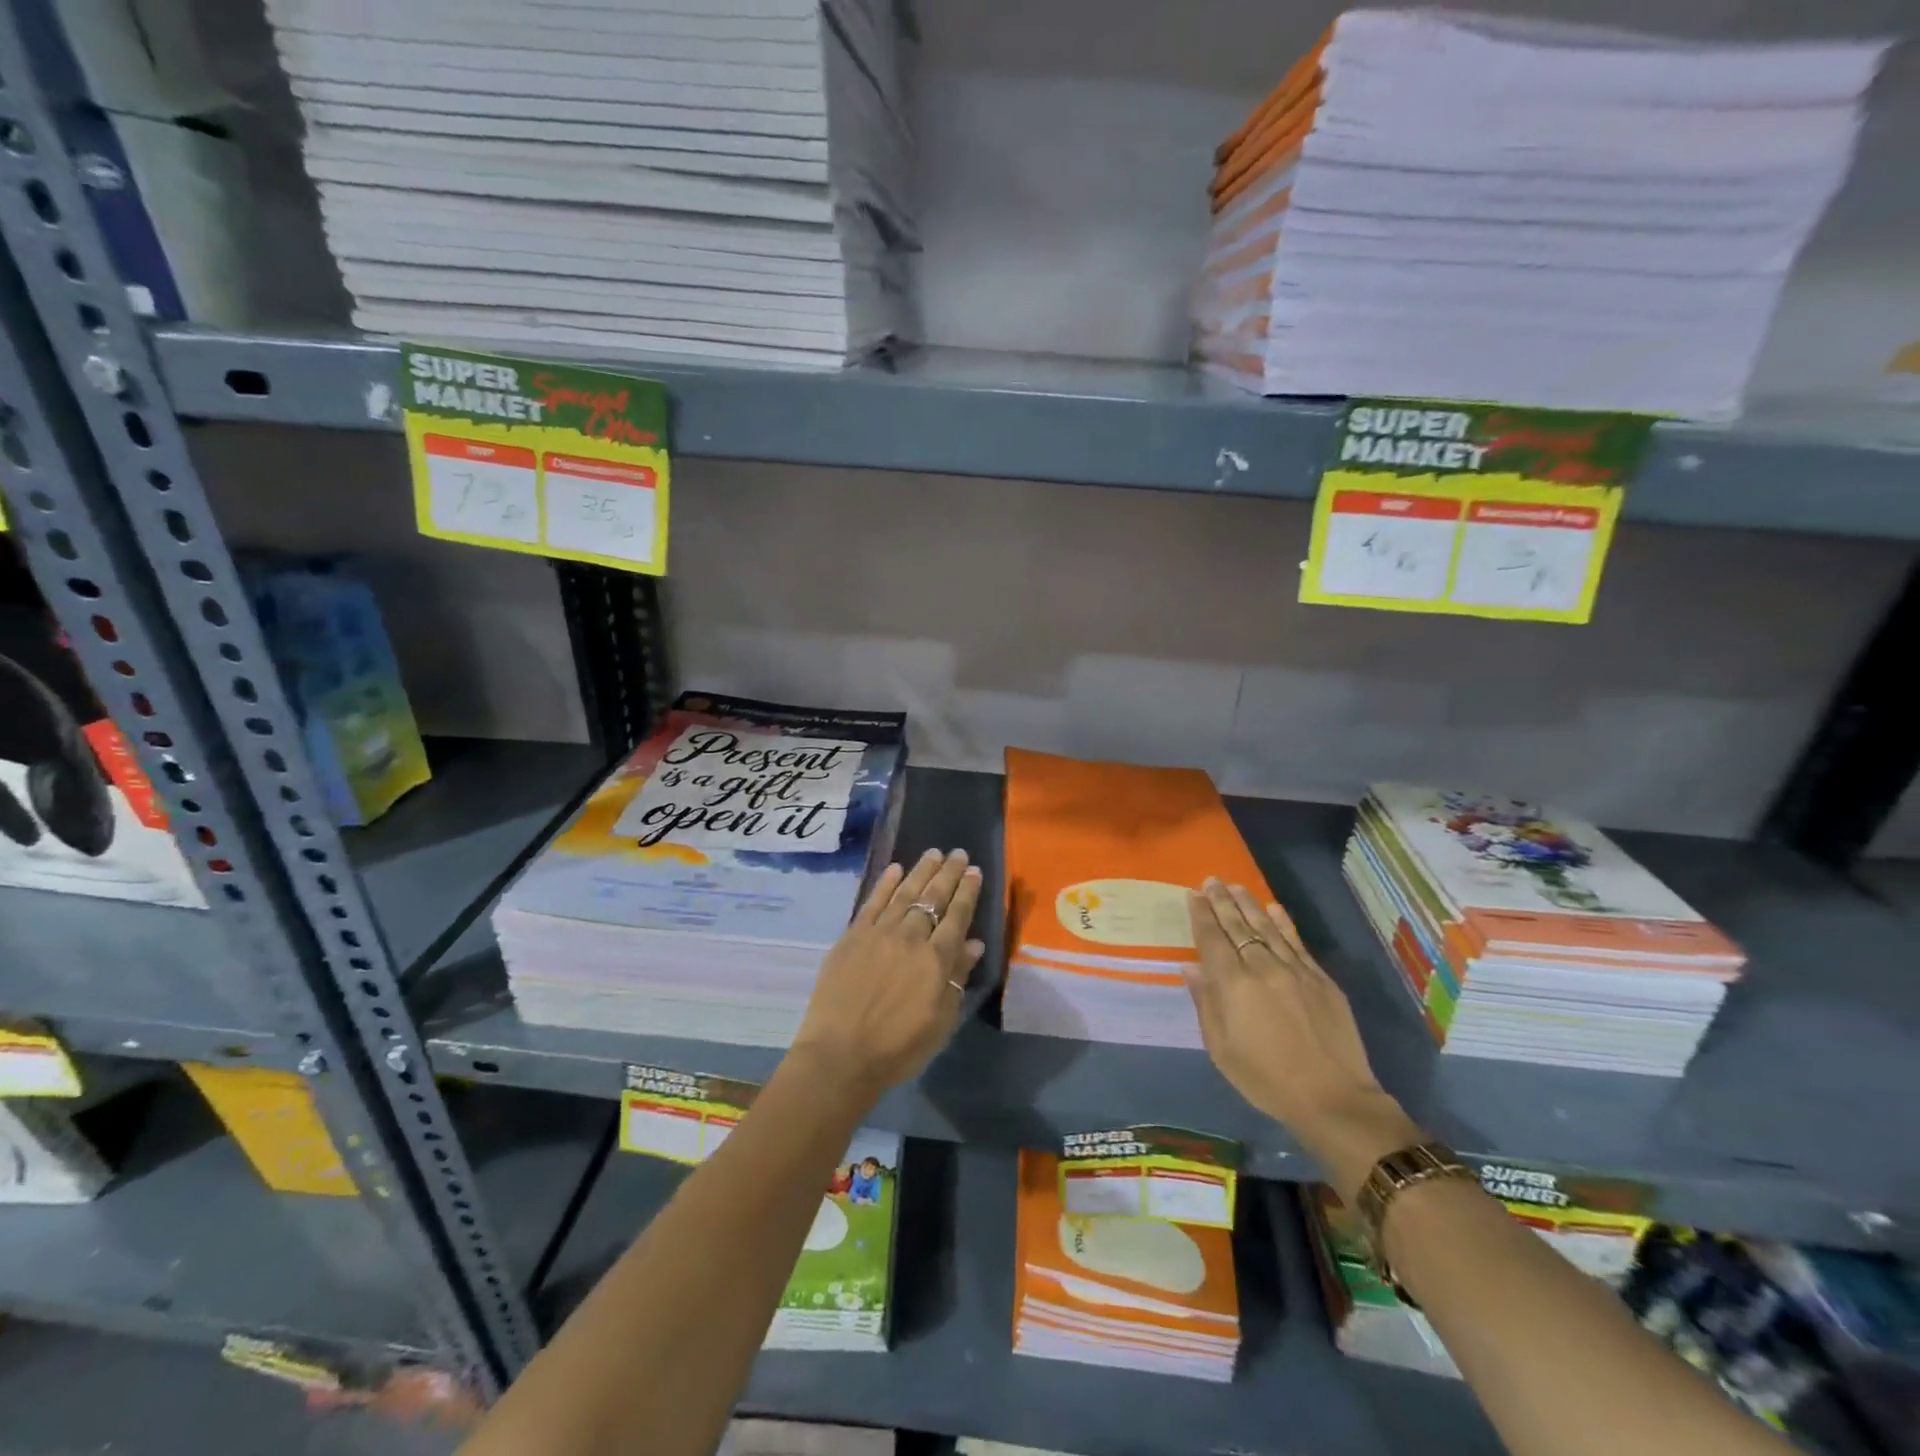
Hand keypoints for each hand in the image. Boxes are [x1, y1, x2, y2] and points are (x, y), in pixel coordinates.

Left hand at [789, 848, 985, 1105]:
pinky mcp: (852, 936)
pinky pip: (872, 902)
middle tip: (958, 853)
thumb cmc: (898, 1047)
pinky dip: (885, 884)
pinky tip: (895, 869)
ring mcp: (878, 933)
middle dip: (948, 874)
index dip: (967, 892)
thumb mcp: (941, 1021)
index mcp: (936, 960)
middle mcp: (910, 938)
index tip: (974, 871)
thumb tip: (973, 943)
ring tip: (933, 853)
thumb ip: (957, 978)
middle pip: (932, 898)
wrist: (840, 1055)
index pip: (956, 916)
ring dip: (920, 871)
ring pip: (904, 893)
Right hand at [1186, 880, 1420, 1201]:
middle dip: (1221, 901)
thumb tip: (1191, 967)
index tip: (1192, 895)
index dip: (1201, 915)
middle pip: (1237, 926)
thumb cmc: (1266, 1079)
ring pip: (1266, 927)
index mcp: (1233, 985)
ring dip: (1248, 904)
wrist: (1333, 1098)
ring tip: (1235, 886)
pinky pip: (1296, 941)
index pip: (1212, 939)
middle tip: (1210, 880)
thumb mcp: (1221, 1049)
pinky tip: (1273, 908)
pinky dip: (1282, 922)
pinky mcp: (1320, 979)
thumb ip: (1206, 1003)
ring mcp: (1295, 970)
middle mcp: (1262, 968)